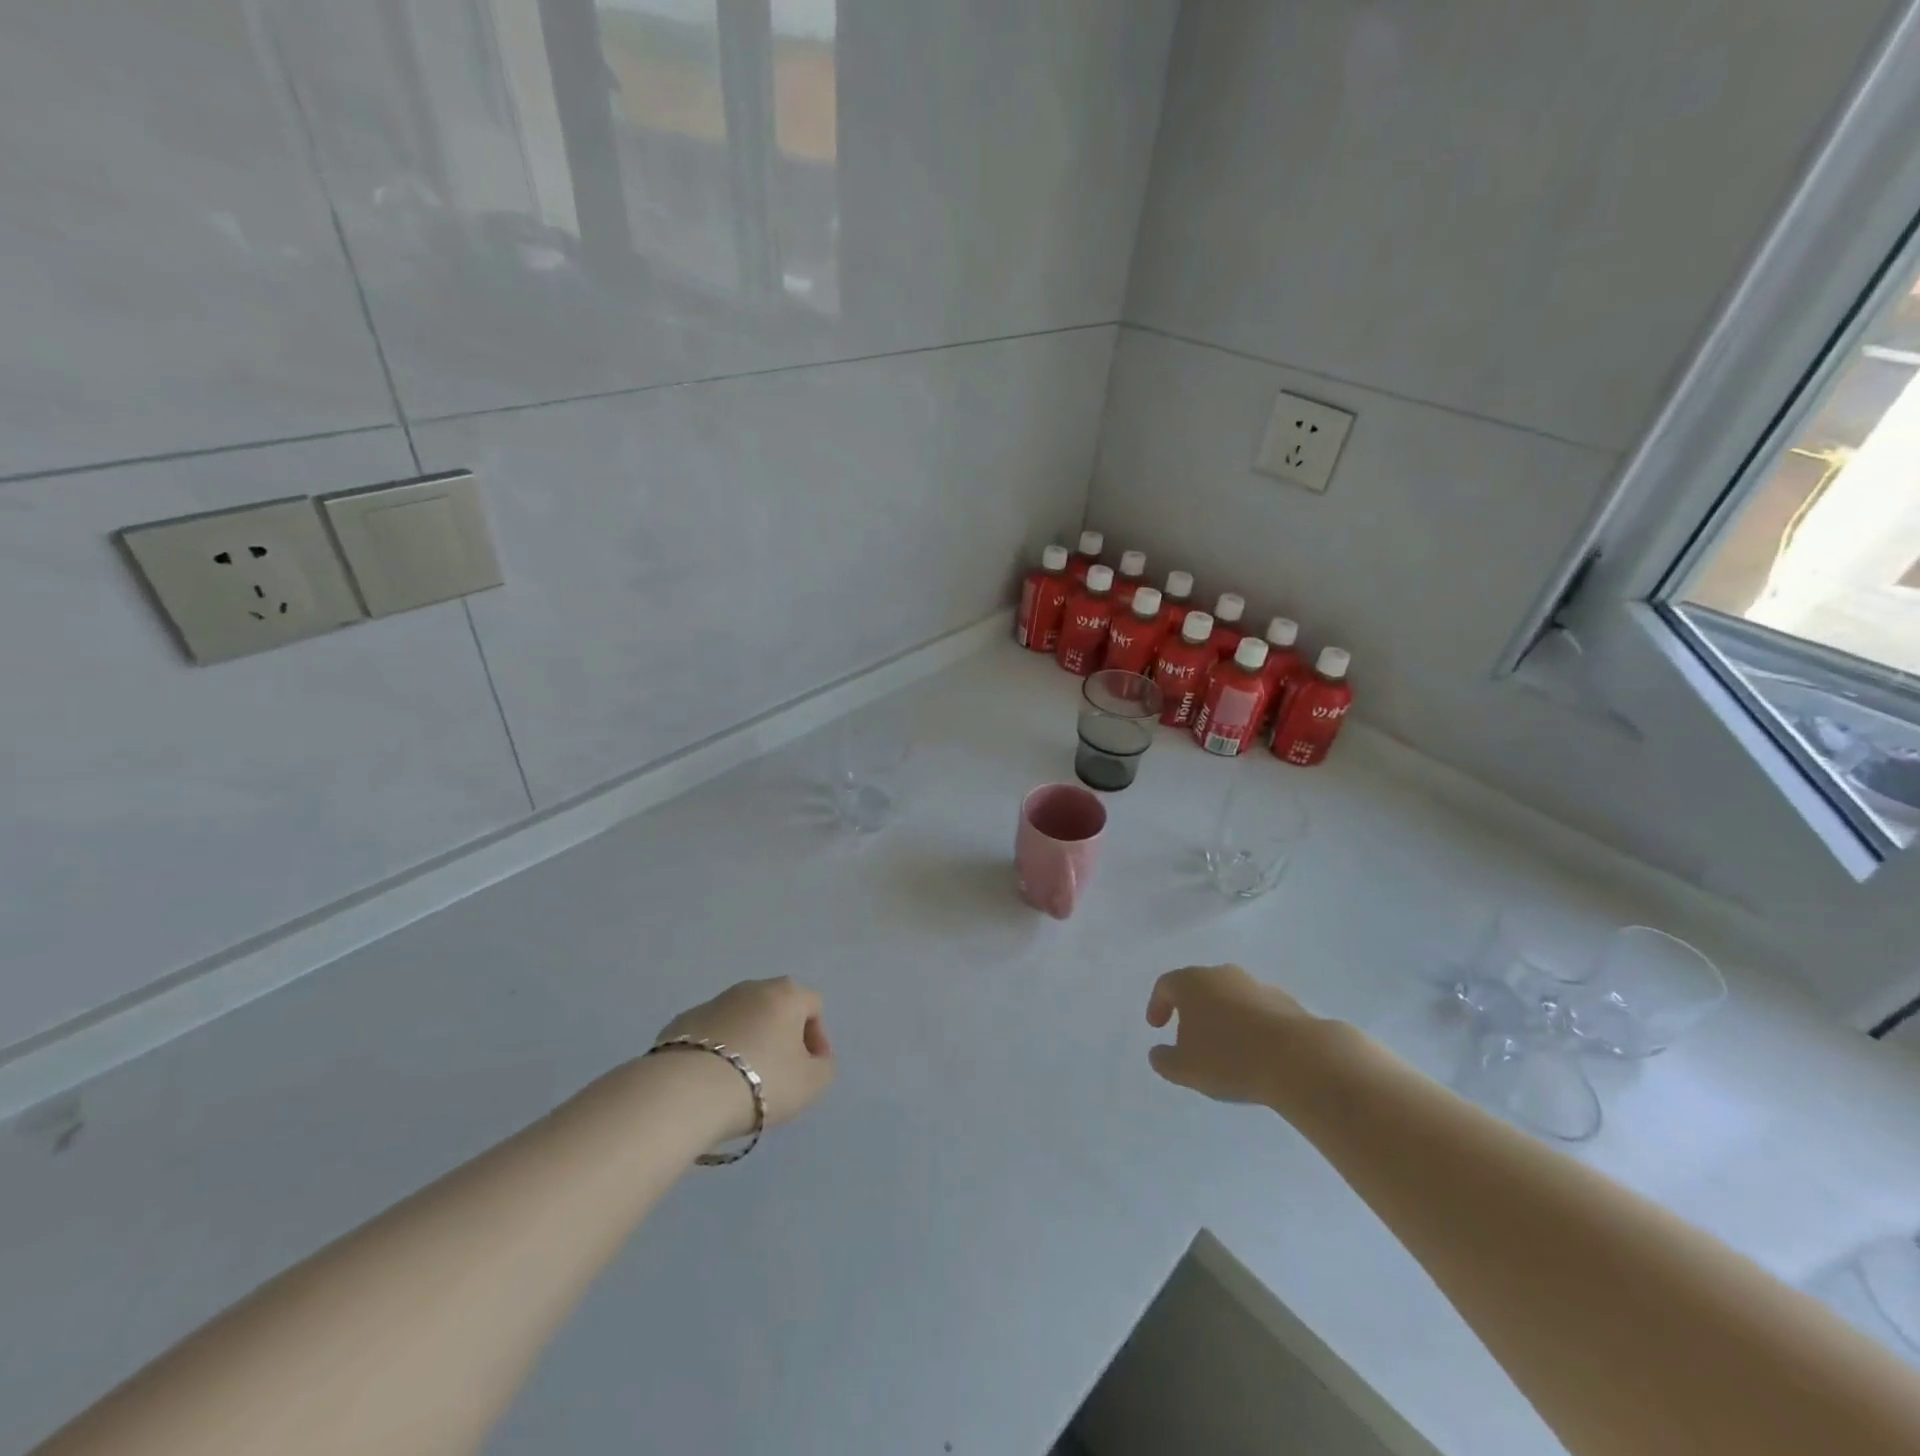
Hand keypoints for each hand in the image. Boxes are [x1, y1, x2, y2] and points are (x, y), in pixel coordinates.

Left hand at [656, 977, 835, 1135]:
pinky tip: (712, 1082)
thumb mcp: (812, 1084)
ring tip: (742, 1081)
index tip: (810, 1069)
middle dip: (781, 1037)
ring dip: (748, 1042)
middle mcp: (750, 988)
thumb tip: (814, 1060)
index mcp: (786, 994)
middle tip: (779, 1074)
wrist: (687, 1092)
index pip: (813, 1006)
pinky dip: (716, 1052)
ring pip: (741, 1019)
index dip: (817, 1038)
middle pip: (776, 1008)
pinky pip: (710, 1035)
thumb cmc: (762, 1081)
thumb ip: (823, 1067)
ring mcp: (713, 1002)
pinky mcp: (680, 1023)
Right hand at [1145, 964, 1316, 1104]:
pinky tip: (1255, 1053)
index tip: (1157, 1027)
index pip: (1166, 985)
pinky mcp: (1286, 1002)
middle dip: (1192, 1010)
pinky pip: (1257, 1011)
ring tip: (1226, 1050)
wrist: (1299, 1059)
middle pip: (1200, 987)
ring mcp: (1257, 985)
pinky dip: (1250, 1026)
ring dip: (1223, 1018)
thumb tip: (1158, 1053)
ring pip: (1231, 997)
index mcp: (1193, 982)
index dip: (1157, 1005)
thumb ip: (1164, 1060)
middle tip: (1190, 1038)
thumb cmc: (1230, 1058)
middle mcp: (1223, 975)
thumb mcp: (1185, 1069)